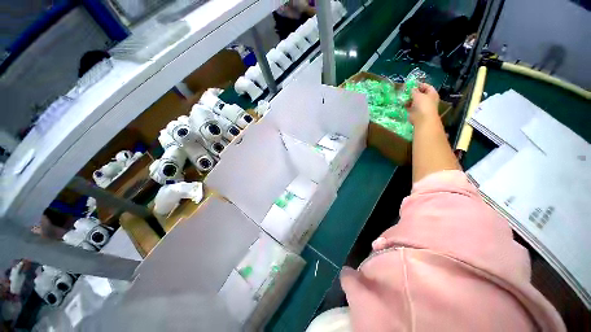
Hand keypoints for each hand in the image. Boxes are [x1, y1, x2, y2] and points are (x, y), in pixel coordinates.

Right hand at [406, 83, 439, 125]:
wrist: (422, 119)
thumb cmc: (423, 104)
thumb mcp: (418, 95)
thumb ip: (414, 91)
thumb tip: (412, 88)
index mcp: (432, 94)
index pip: (427, 87)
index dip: (420, 85)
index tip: (413, 84)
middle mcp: (428, 99)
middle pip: (420, 94)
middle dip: (413, 92)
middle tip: (406, 91)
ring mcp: (421, 106)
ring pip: (414, 101)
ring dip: (409, 99)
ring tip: (403, 97)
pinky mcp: (415, 112)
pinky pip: (410, 107)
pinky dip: (406, 105)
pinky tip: (402, 103)